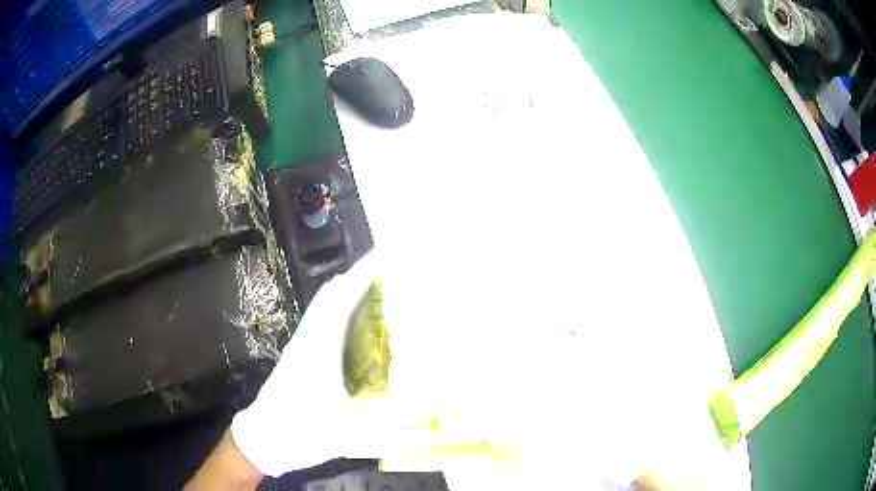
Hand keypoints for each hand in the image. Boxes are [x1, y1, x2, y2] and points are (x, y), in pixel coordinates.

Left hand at [231, 252, 381, 475]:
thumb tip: (424, 418)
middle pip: (332, 295)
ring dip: (347, 293)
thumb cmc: (302, 430)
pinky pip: (321, 322)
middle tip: (390, 272)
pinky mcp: (298, 357)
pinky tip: (355, 327)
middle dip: (358, 278)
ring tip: (377, 292)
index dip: (363, 274)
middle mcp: (309, 339)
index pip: (342, 299)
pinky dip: (339, 312)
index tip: (385, 256)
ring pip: (324, 307)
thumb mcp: (350, 432)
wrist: (263, 438)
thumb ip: (390, 427)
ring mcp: (301, 347)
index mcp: (320, 347)